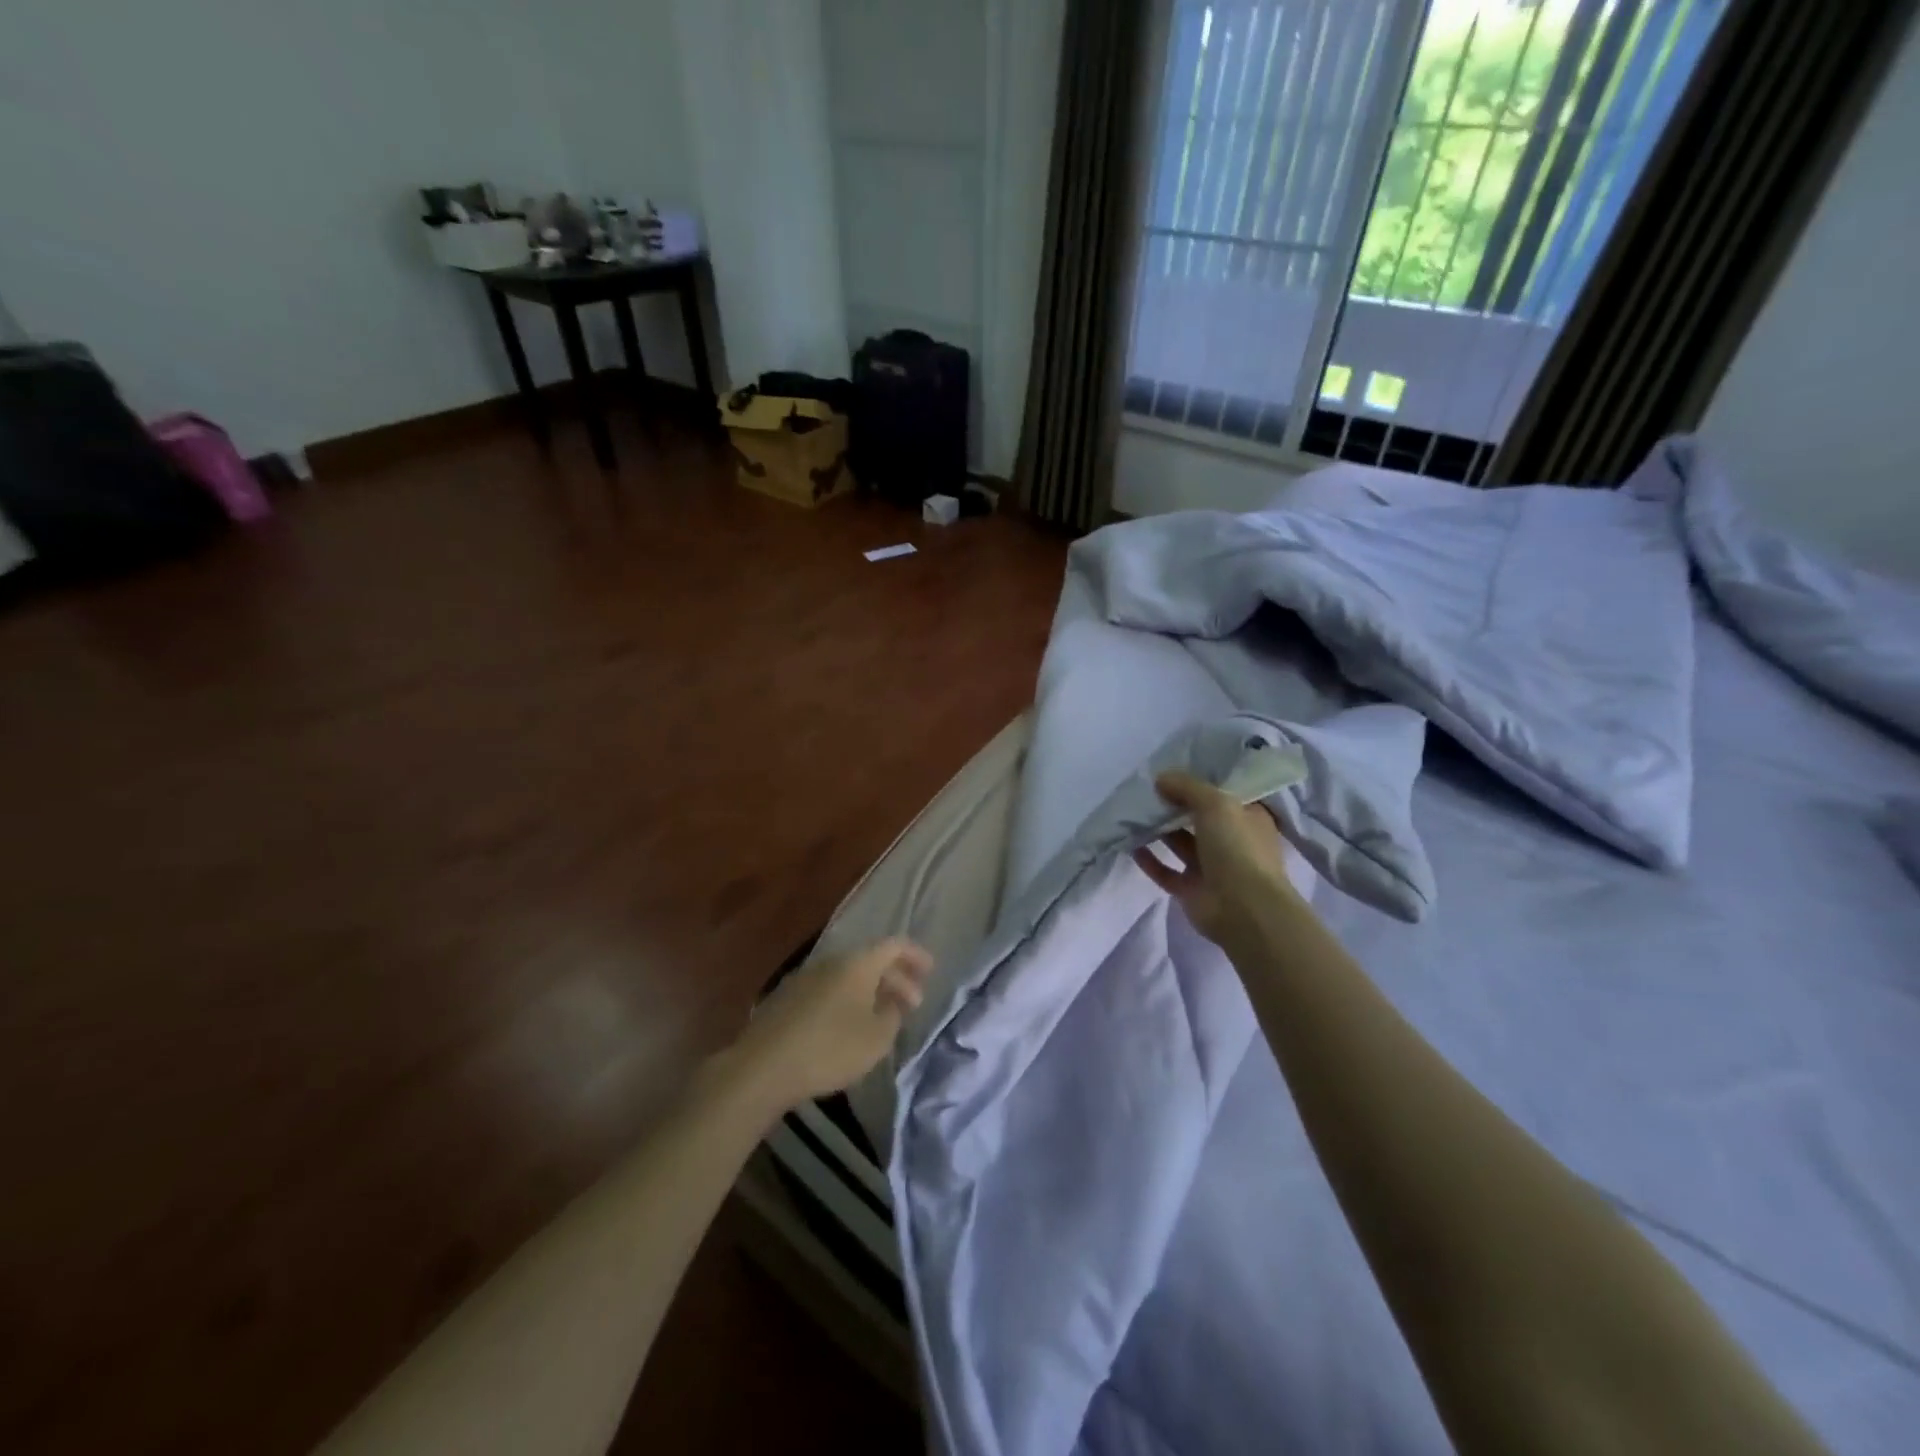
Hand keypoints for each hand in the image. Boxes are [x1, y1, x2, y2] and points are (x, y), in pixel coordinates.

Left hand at [725, 938, 933, 1111]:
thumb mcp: (876, 1038)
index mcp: (857, 963)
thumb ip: (893, 1016)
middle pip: (871, 961)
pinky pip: (829, 990)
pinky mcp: (787, 998)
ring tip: (883, 1017)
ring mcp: (806, 977)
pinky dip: (847, 1001)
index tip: (931, 970)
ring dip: (870, 991)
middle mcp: (832, 961)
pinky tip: (849, 1026)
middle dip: (896, 979)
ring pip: (848, 977)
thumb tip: (893, 1002)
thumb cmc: (830, 1048)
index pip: (894, 945)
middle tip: (912, 1004)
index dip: (916, 955)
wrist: (763, 1066)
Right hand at [1132, 770, 1299, 946]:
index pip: (1225, 793)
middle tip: (1146, 788)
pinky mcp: (1192, 890)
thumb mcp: (1216, 804)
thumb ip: (1187, 787)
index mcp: (1248, 818)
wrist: (1244, 909)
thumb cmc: (1238, 848)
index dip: (1202, 781)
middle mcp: (1232, 840)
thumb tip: (1161, 778)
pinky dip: (1150, 860)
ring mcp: (1211, 867)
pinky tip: (1131, 846)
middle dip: (1175, 804)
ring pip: (1181, 843)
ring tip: (1133, 813)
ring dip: (1159, 830)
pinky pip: (1166, 871)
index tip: (1174, 768)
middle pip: (1198, 817)